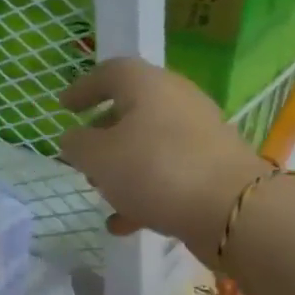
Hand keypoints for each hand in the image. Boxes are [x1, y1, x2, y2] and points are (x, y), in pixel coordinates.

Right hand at [58, 59, 267, 264]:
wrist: (231, 209)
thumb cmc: (154, 169)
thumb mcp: (98, 157)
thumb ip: (77, 145)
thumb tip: (73, 138)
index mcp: (147, 85)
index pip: (110, 72)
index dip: (84, 88)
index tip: (63, 107)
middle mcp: (176, 101)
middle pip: (132, 108)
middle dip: (103, 132)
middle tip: (83, 154)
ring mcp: (199, 134)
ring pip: (150, 143)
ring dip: (122, 165)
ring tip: (101, 192)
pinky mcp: (212, 167)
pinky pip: (168, 172)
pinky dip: (144, 191)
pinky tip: (123, 222)